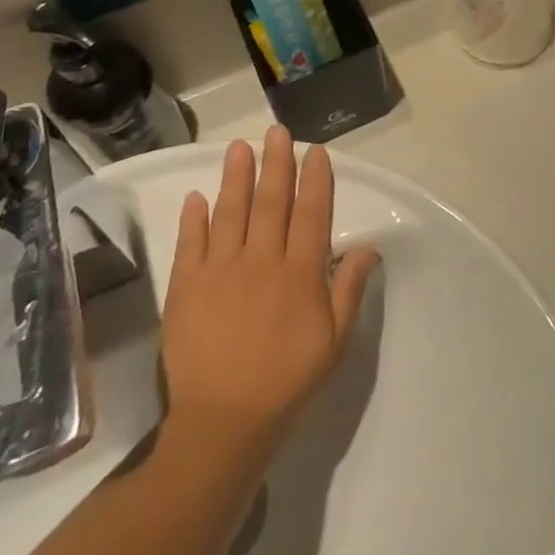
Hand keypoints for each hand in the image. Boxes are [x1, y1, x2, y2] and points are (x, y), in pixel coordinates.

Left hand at [161, 127, 380, 462]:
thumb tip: (367, 247)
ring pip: (231, 212)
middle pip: (272, 202)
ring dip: (236, 177)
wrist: (223, 422)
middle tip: (276, 132)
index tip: (315, 151)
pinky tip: (197, 196)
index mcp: (300, 273)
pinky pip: (190, 244)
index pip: (312, 214)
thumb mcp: (334, 341)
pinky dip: (193, 218)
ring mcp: (221, 271)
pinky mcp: (187, 287)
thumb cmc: (287, 381)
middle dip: (276, 163)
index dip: (315, 180)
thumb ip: (349, 290)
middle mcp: (262, 261)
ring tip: (239, 147)